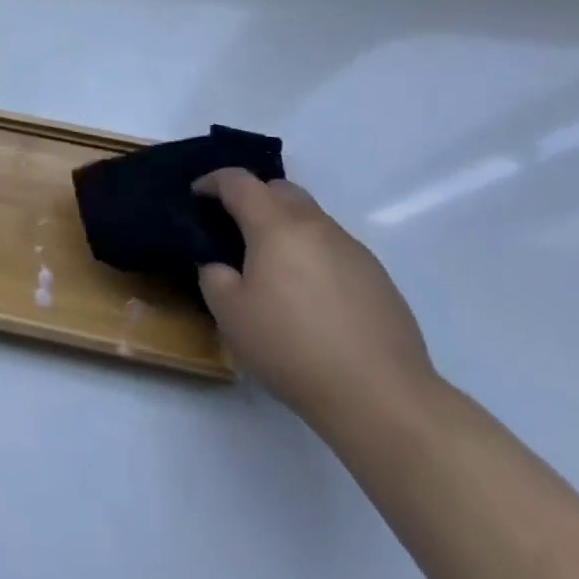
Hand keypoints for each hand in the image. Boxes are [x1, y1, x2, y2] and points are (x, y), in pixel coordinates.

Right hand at [195, 170, 435, 433]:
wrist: (381, 397)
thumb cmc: (292, 348)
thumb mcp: (230, 315)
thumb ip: (214, 277)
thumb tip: (221, 266)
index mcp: (276, 225)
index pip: (239, 182)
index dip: (213, 181)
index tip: (197, 195)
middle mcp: (316, 225)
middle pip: (280, 190)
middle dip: (254, 197)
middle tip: (235, 228)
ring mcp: (353, 249)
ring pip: (311, 219)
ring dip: (286, 228)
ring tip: (274, 269)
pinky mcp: (379, 278)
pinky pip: (335, 250)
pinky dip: (314, 256)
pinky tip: (312, 299)